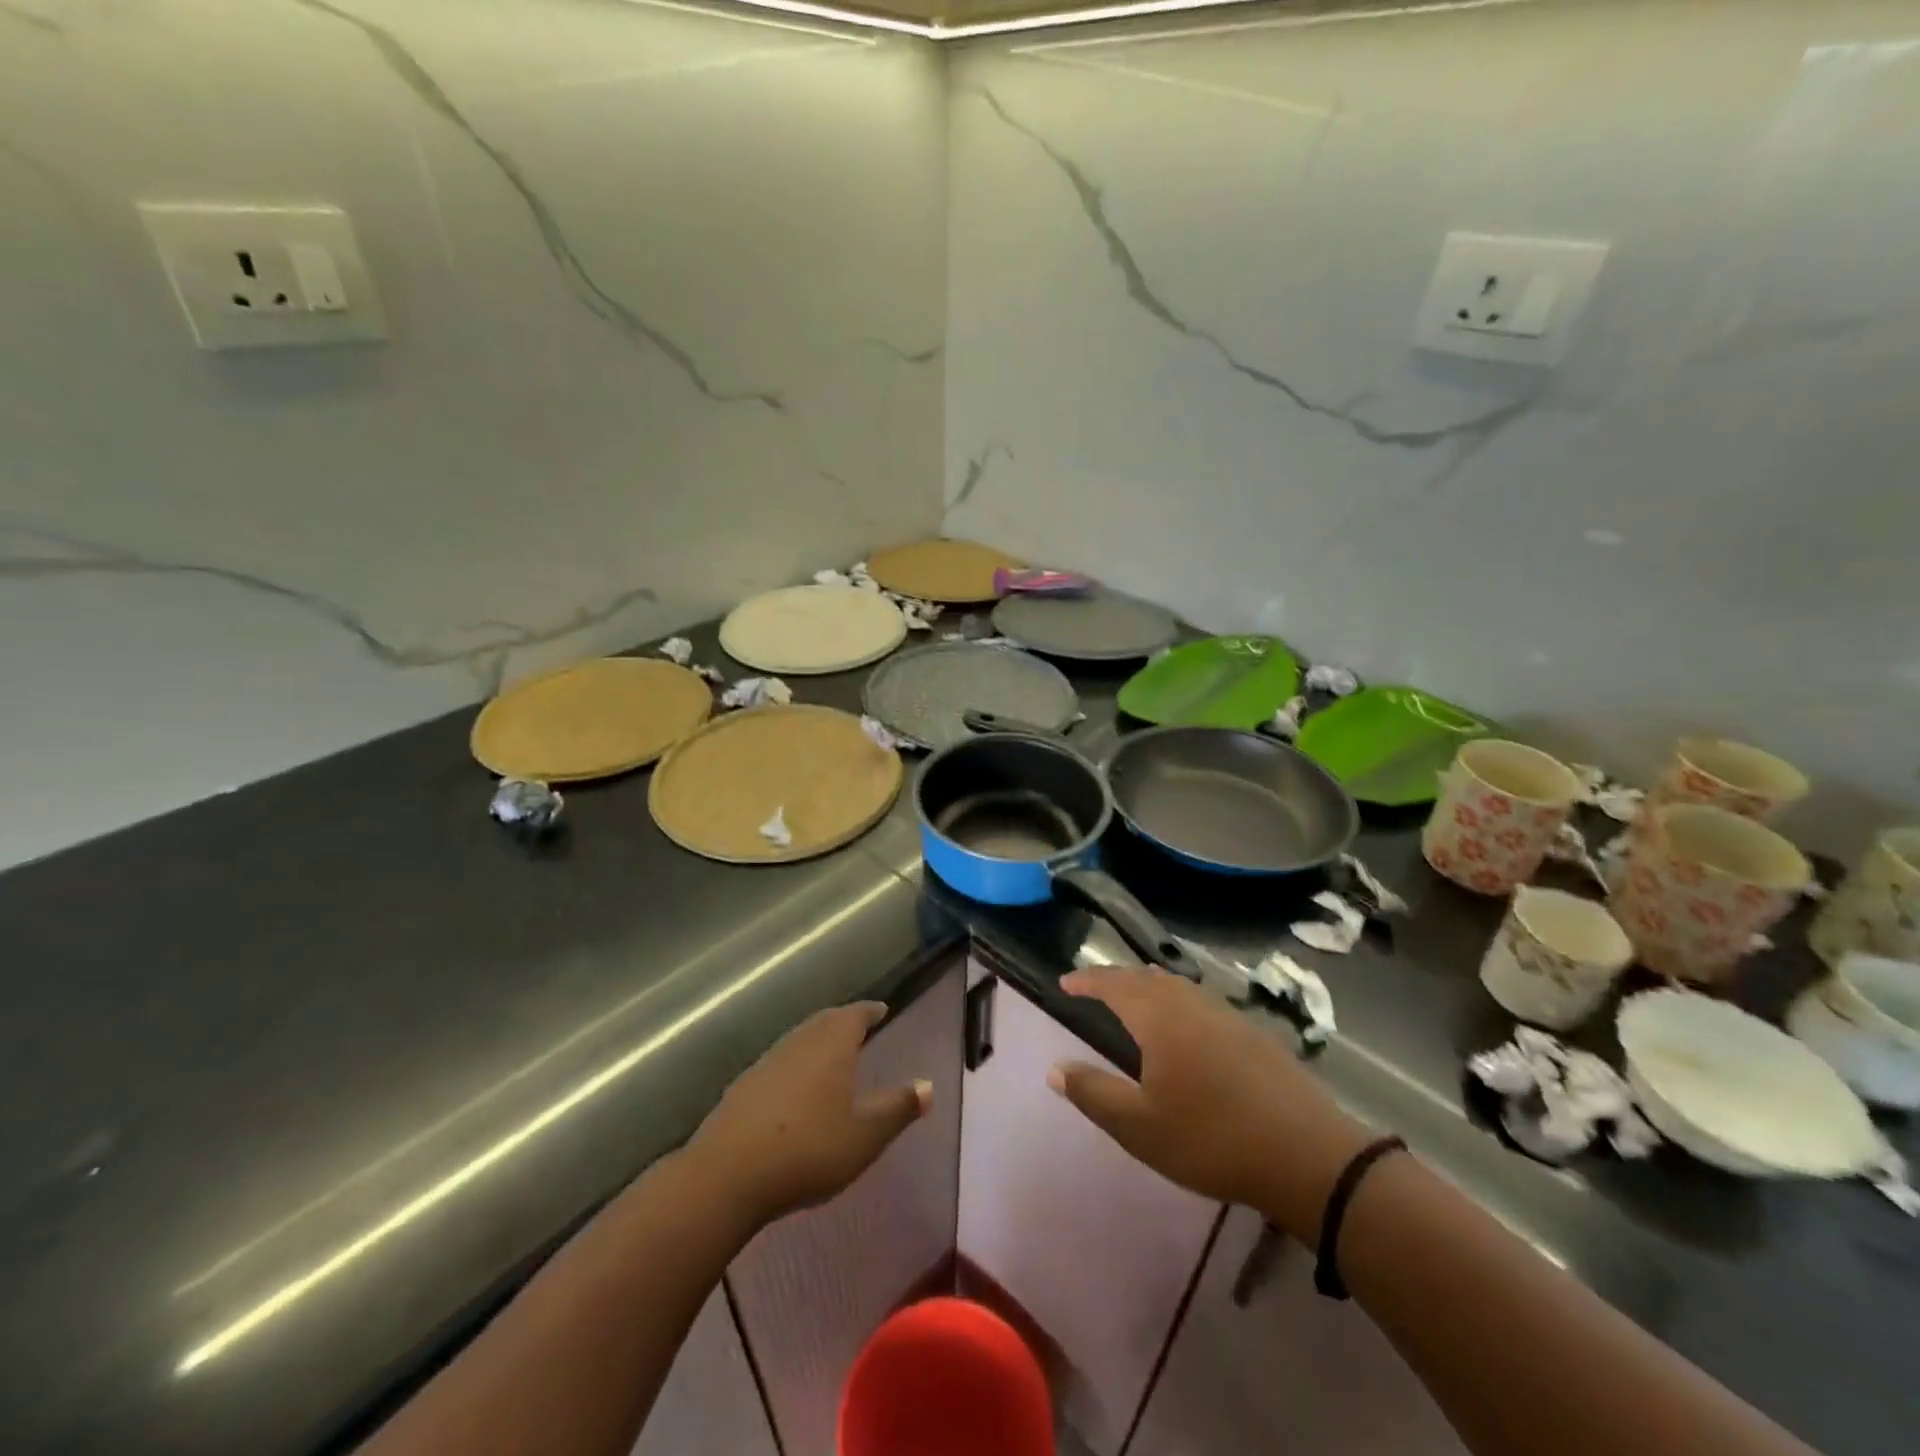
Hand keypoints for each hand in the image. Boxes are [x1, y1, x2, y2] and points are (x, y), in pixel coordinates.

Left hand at [688, 1002, 930, 1229]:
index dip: (870, 1011)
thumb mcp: (865, 1136)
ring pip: (799, 1039)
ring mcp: (767, 1061)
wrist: (728, 1174)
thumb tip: (929, 1086)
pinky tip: (793, 1087)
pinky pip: (778, 1062)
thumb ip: (898, 1109)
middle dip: (843, 1021)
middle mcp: (800, 1042)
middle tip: (858, 1026)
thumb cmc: (809, 1149)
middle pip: (824, 1021)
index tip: (881, 1009)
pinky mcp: (743, 1085)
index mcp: (832, 1044)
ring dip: (817, 1040)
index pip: (855, 1015)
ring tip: (830, 1054)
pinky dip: (794, 1064)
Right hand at [1052, 967, 1373, 1239]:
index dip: (1088, 980)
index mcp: (1159, 1019)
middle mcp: (1191, 1004)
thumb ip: (1093, 1093)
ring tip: (1135, 996)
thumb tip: (1054, 1067)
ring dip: (1149, 985)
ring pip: (1178, 986)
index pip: (1114, 984)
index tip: (1065, 982)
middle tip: (1095, 986)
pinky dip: (1179, 1000)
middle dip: (1117, 978)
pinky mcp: (1254, 1034)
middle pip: (1147, 978)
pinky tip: (1187, 1024)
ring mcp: (1227, 1016)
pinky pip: (1202, 1001)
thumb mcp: (1139, 1127)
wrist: (1306, 1155)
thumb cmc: (1211, 1139)